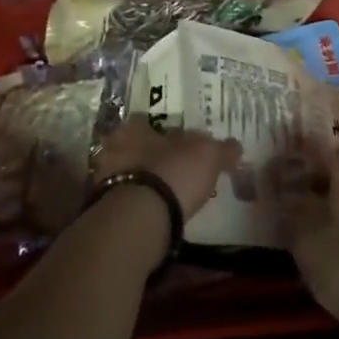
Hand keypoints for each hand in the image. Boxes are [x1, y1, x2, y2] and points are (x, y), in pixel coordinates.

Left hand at [91, 122, 239, 220]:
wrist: (140, 217)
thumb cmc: (175, 171)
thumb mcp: (208, 155)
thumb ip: (222, 149)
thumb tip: (235, 146)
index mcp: (135, 127)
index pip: (147, 121)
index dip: (165, 133)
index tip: (180, 144)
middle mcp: (114, 146)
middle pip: (135, 148)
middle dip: (151, 156)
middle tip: (173, 168)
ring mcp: (105, 178)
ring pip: (127, 173)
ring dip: (142, 180)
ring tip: (164, 193)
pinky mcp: (103, 207)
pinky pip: (123, 199)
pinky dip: (137, 203)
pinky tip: (153, 212)